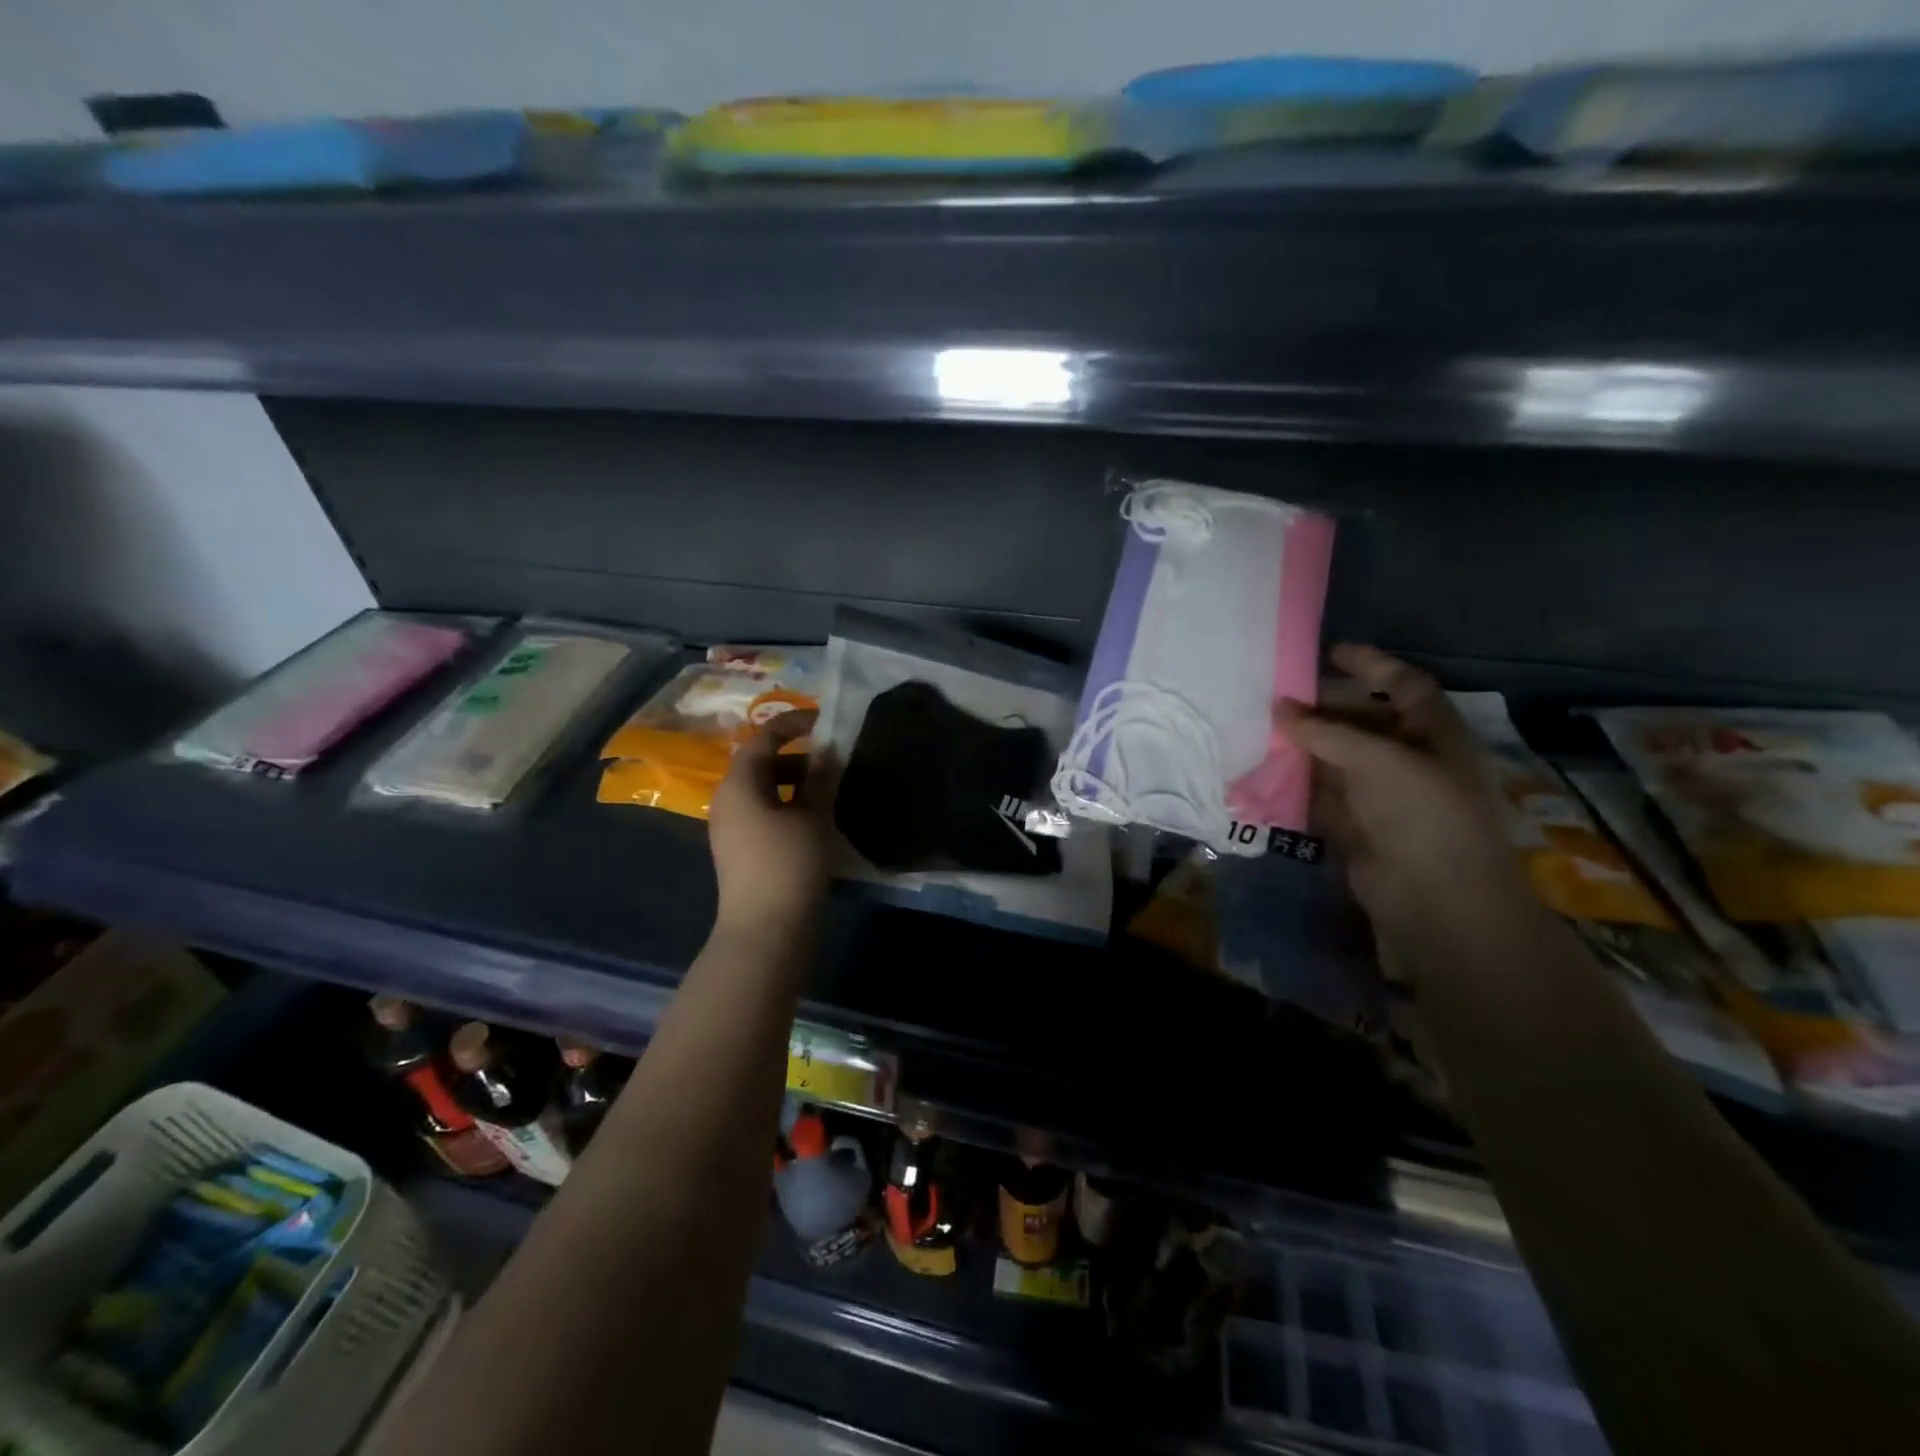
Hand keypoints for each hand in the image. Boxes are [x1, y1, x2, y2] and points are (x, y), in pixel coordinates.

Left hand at [708, 710, 838, 937]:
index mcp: (739, 785)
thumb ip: (821, 777)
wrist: (765, 929)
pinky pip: (765, 812)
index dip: (793, 724)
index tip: (823, 720)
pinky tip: (816, 816)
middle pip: (761, 764)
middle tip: (833, 755)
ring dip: (796, 782)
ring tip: (830, 786)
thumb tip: (828, 749)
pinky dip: (789, 804)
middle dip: (797, 755)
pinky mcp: (741, 849)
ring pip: (764, 790)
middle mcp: (728, 800)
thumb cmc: (788, 865)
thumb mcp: (813, 816)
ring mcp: (732, 827)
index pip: (763, 739)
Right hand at [1277, 645, 1527, 933]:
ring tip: (1259, 727)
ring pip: (1336, 757)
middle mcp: (1408, 758)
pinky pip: (1320, 793)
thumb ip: (1325, 731)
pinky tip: (1262, 769)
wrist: (1434, 898)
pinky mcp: (1354, 824)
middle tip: (1276, 695)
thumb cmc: (1421, 814)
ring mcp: (1380, 793)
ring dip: (1303, 745)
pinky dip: (1295, 782)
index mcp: (1433, 733)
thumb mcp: (1377, 759)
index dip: (1370, 665)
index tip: (1329, 652)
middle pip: (1362, 720)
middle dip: (1322, 707)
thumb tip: (1279, 708)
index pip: (1403, 684)